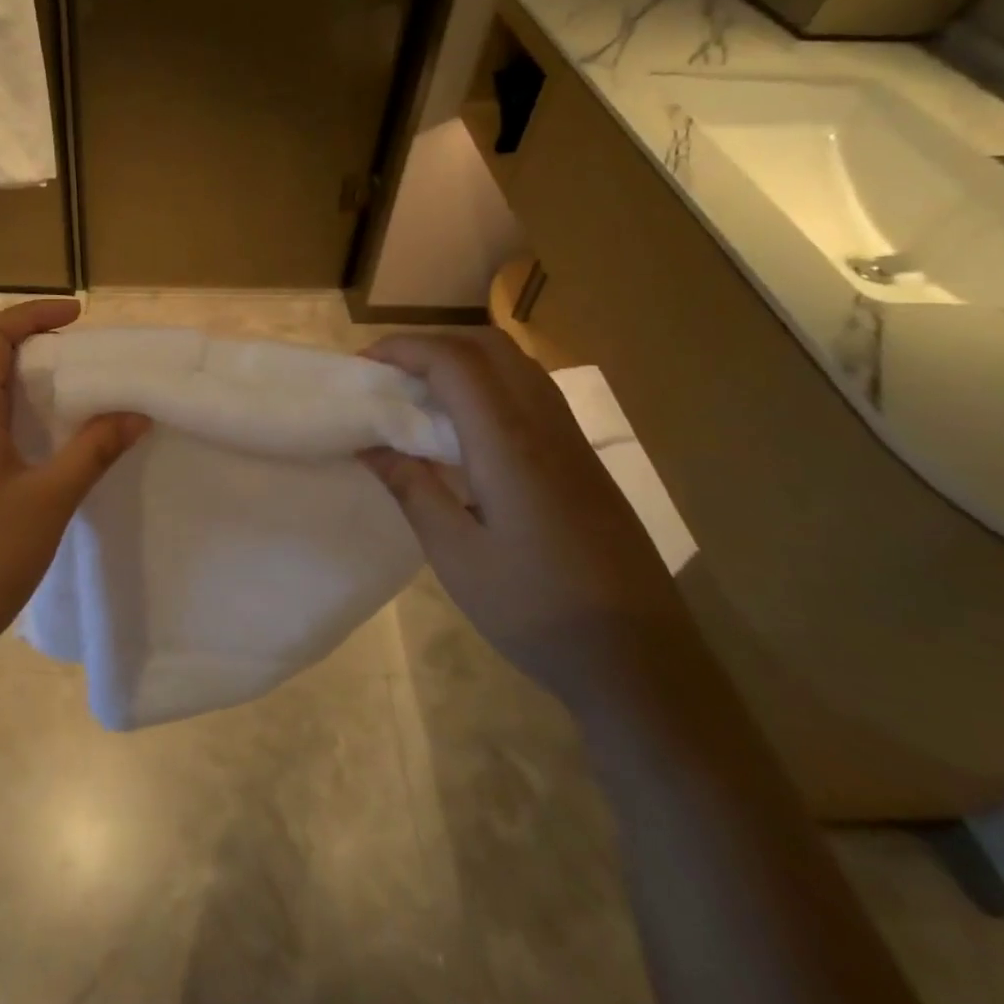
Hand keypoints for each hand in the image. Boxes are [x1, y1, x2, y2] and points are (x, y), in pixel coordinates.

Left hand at [0, 299, 148, 690]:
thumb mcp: (48, 502)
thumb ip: (92, 451)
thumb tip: (135, 413)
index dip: (33, 315)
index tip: (79, 317)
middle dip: (37, 348)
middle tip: (88, 361)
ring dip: (29, 386)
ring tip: (78, 398)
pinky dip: (18, 420)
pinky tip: (49, 449)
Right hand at [361, 330, 679, 702]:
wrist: (639, 661)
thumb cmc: (535, 609)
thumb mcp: (455, 554)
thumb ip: (411, 489)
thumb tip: (369, 445)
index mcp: (508, 443)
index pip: (454, 363)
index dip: (404, 348)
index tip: (364, 363)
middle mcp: (544, 425)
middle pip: (490, 346)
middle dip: (433, 343)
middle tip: (392, 372)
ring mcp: (572, 440)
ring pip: (517, 364)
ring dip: (465, 359)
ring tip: (423, 392)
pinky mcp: (585, 460)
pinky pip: (533, 392)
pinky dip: (491, 383)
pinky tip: (469, 428)